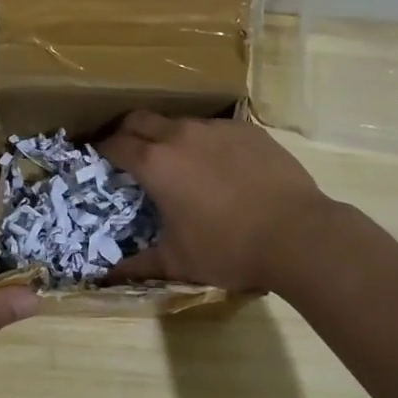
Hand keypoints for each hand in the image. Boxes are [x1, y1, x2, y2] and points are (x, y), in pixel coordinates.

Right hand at [98, 113, 329, 291]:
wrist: (297, 234)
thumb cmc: (228, 249)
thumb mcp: (178, 261)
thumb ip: (138, 265)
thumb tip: (107, 278)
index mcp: (155, 164)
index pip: (116, 144)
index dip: (102, 150)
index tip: (99, 159)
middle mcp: (180, 135)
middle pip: (140, 119)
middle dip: (127, 131)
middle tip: (128, 151)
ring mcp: (216, 128)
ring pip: (180, 122)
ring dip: (168, 136)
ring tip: (177, 161)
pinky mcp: (248, 130)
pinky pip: (215, 129)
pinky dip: (206, 142)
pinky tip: (219, 166)